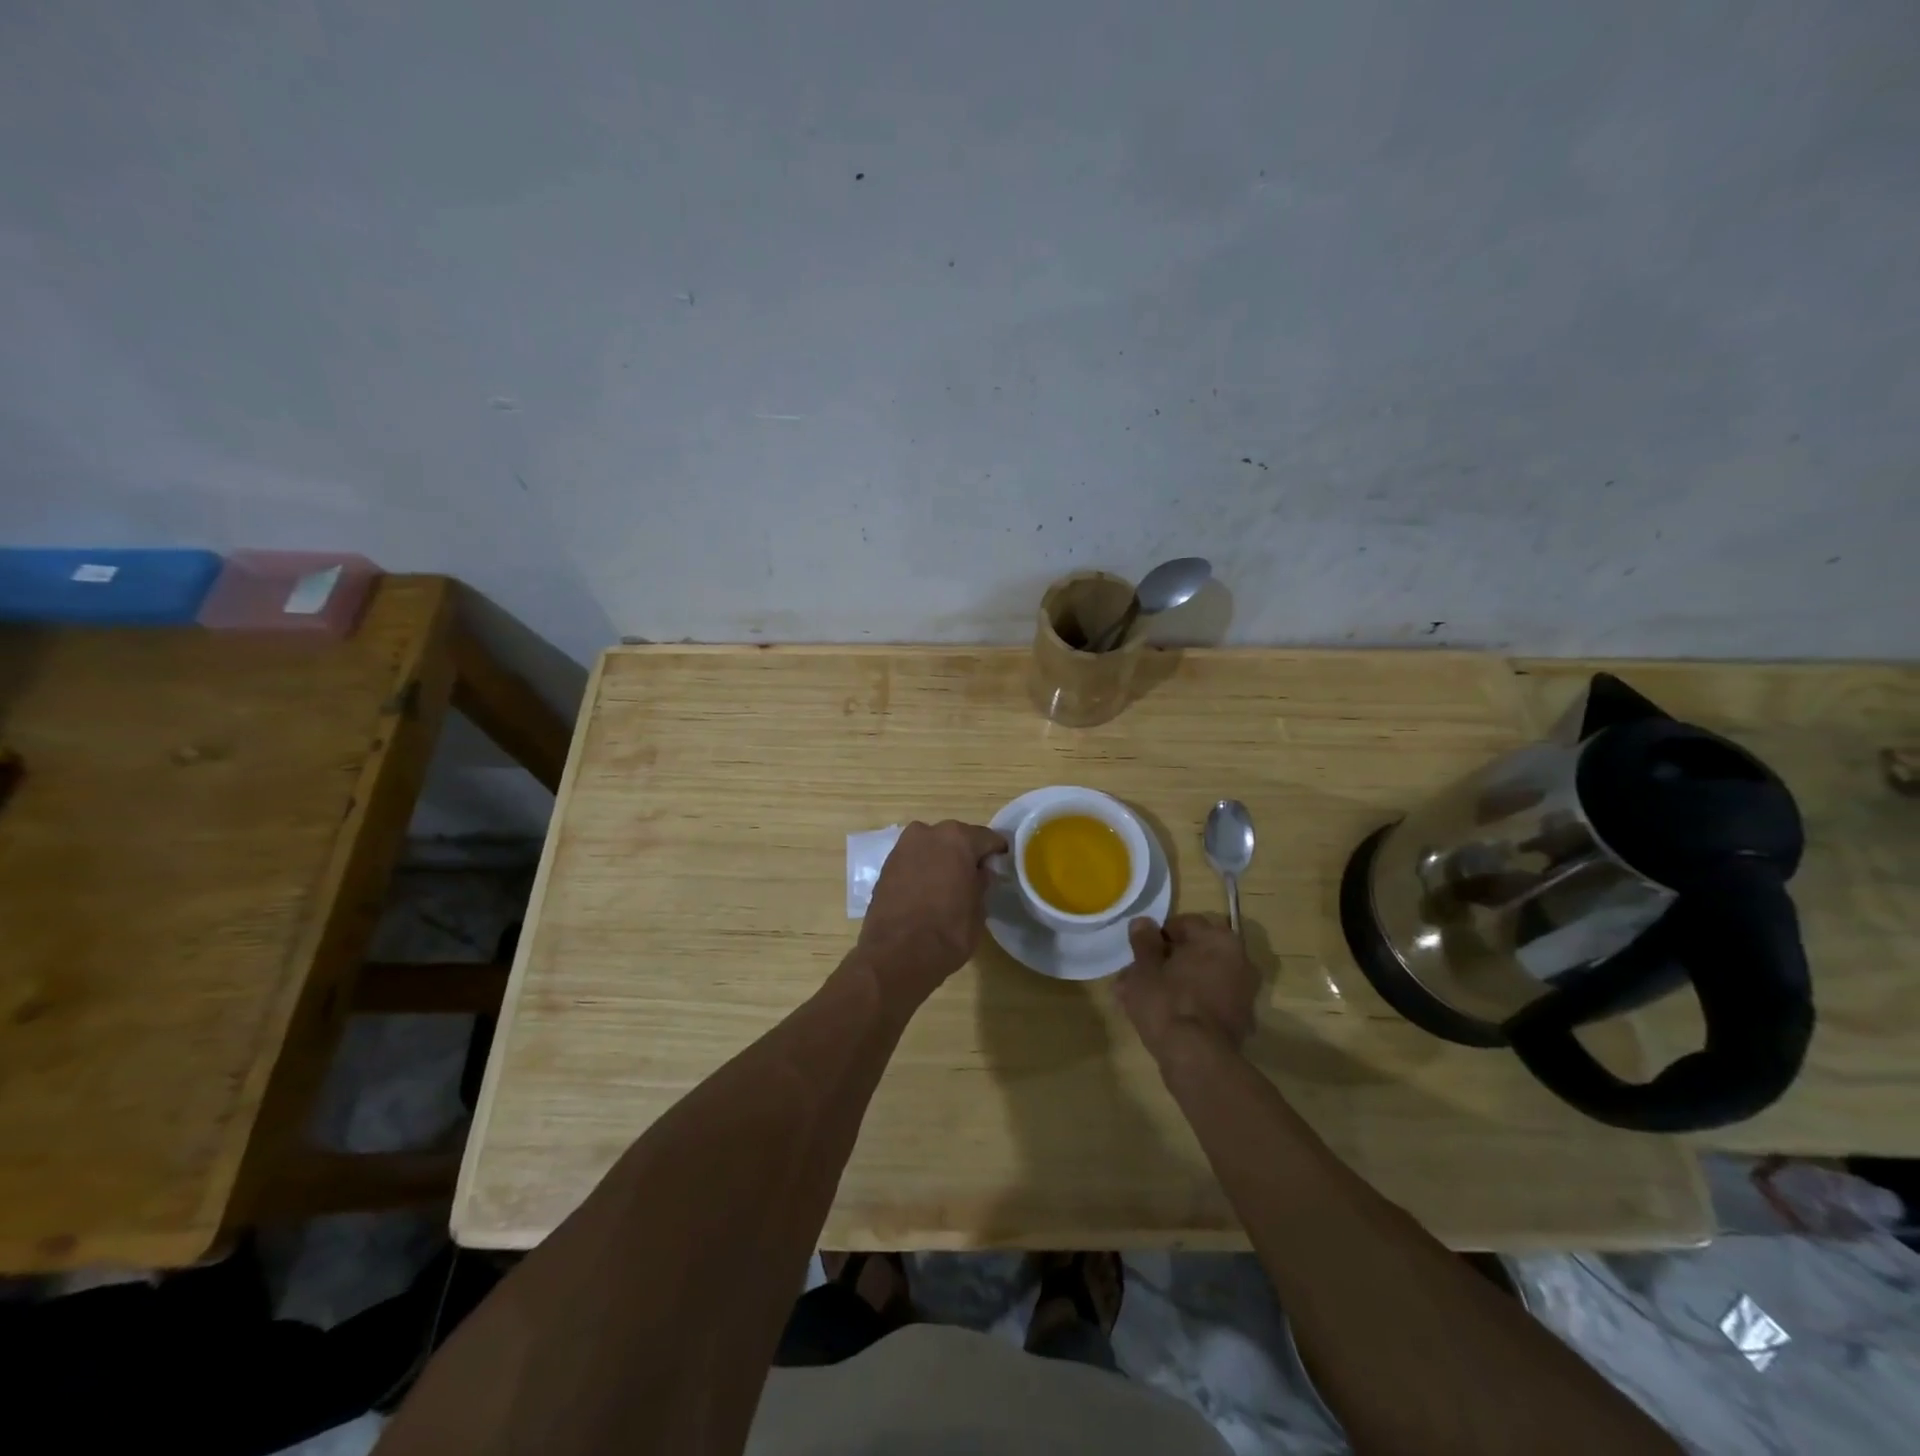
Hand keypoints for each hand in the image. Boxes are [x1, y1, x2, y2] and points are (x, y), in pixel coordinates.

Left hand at [857, 820, 1008, 993]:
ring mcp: (903, 846)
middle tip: (973, 877)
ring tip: (948, 885)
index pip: (987, 838)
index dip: (996, 853)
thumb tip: (980, 872)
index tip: (1000, 866)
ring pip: (931, 847)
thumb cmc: (948, 931)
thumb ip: (982, 882)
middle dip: (965, 854)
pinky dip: (922, 869)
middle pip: (956, 838)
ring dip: (941, 860)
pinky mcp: (886, 865)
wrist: (896, 955)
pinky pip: (913, 860)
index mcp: (958, 838)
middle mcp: (928, 832)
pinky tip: (927, 891)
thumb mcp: (979, 909)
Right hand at [1116, 913, 1259, 1058]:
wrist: (1197, 1059)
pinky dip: (1190, 1003)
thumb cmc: (1167, 1002)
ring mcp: (1243, 992)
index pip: (1184, 924)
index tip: (1139, 953)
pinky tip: (1163, 1016)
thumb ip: (1144, 942)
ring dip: (1175, 983)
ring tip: (1142, 999)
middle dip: (1166, 961)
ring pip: (1200, 977)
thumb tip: (1143, 922)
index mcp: (1218, 939)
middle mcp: (1239, 960)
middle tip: (1137, 976)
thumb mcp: (1144, 968)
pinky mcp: (1240, 1021)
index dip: (1157, 936)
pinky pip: (1209, 1000)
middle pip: (1194, 952)